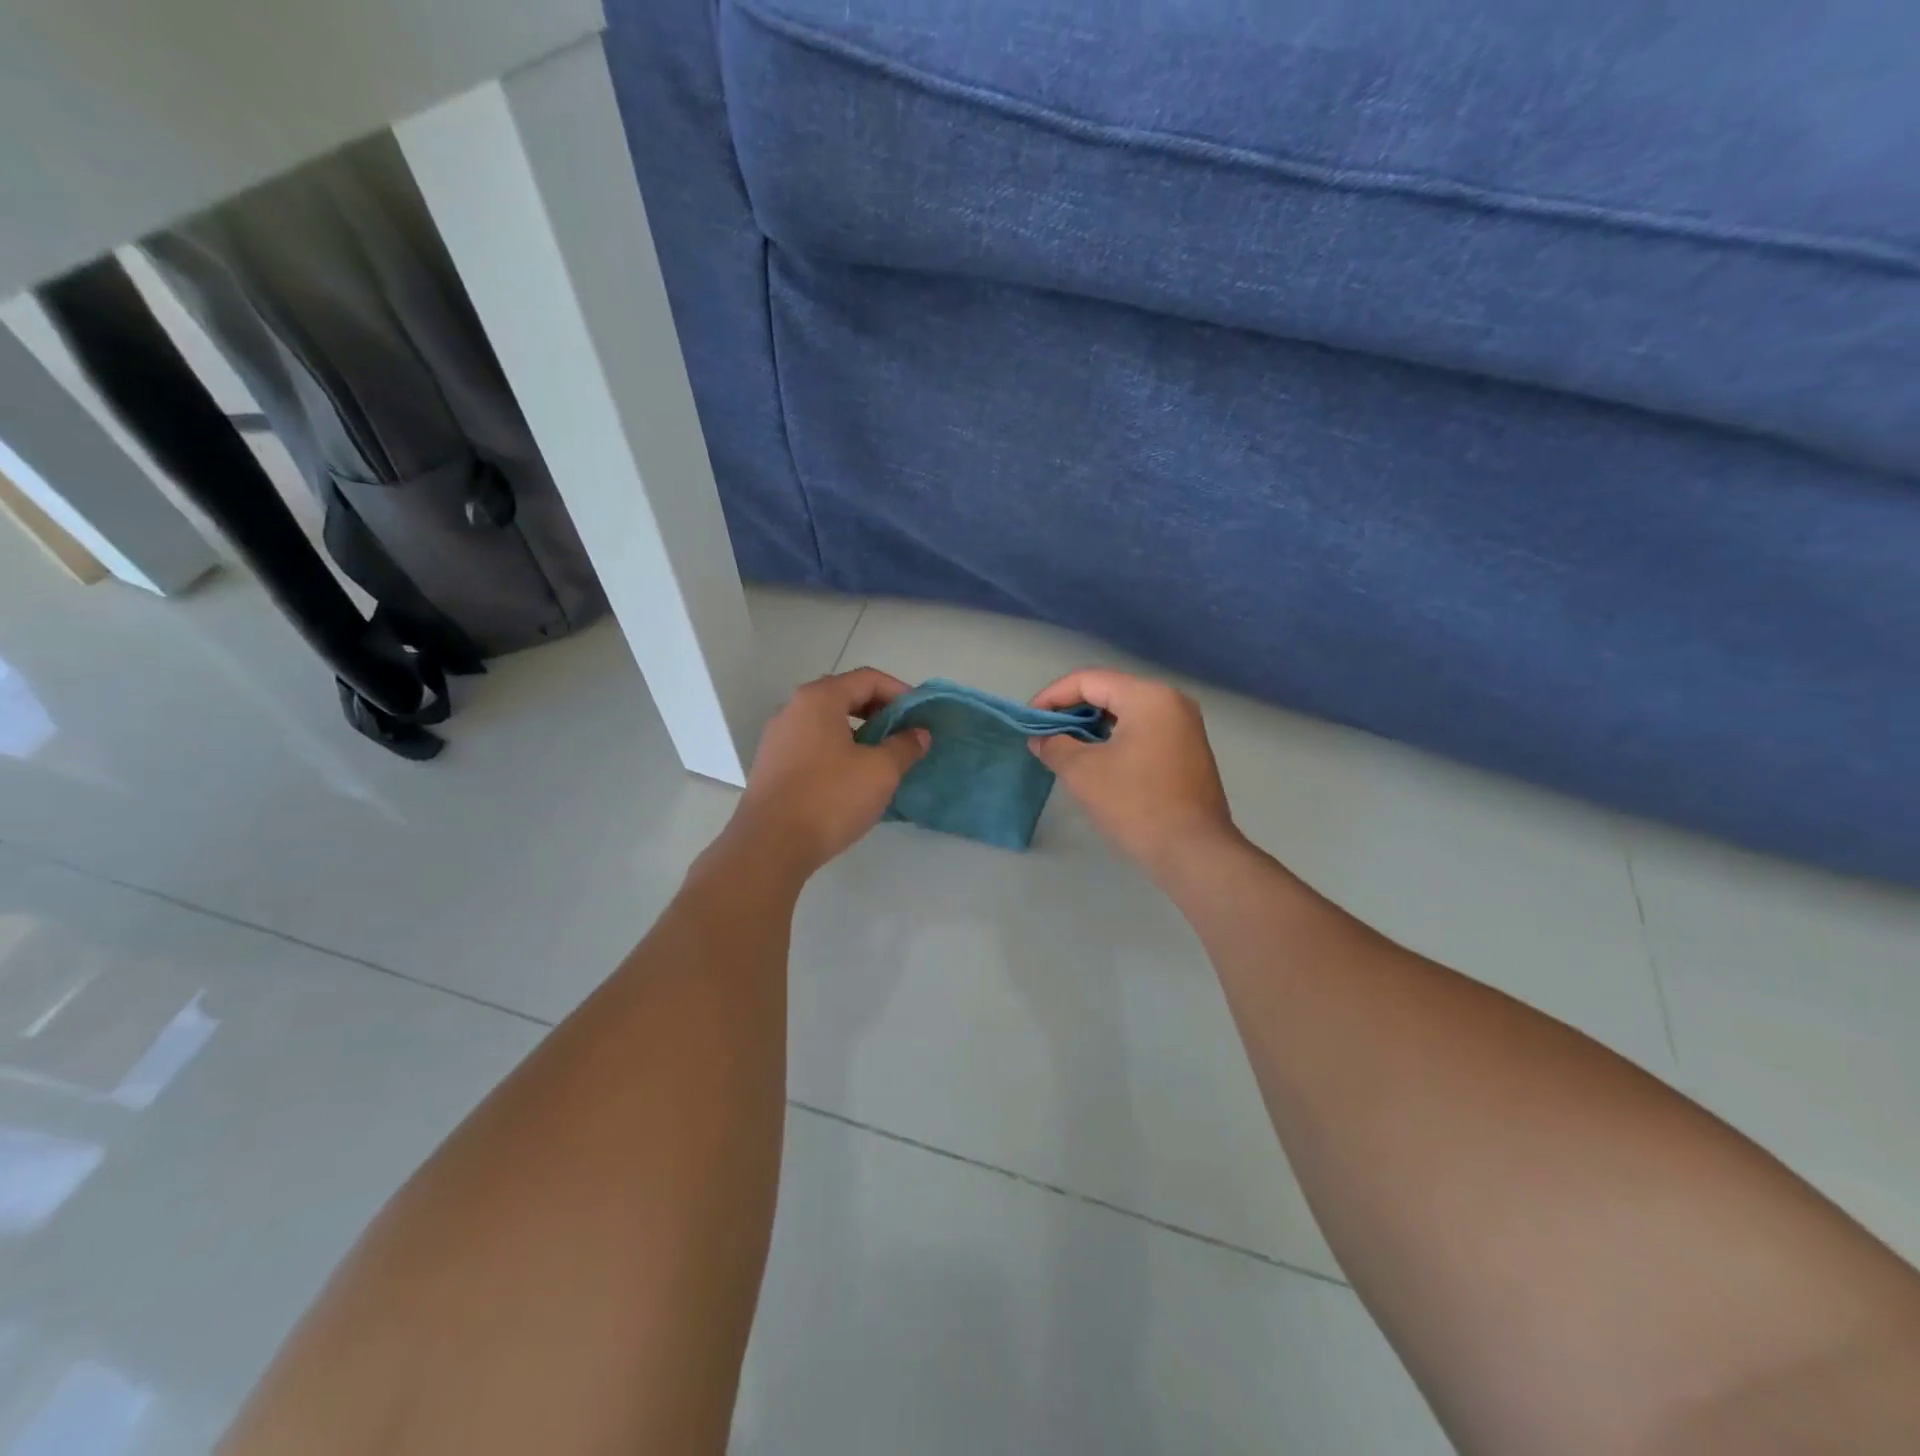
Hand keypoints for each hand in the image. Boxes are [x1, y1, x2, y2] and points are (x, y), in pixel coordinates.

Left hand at [723, 667, 929, 878]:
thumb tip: (919, 734)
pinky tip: (854, 779)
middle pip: (845, 696)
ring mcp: (778, 738)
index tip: (921, 716)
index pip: (867, 679)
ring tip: (884, 758)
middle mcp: (793, 709)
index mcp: (819, 699)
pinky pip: (813, 746)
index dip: (900, 693)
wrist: (770, 846)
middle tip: (905, 735)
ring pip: (828, 723)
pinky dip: (838, 751)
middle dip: (880, 712)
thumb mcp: (880, 771)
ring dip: (859, 734)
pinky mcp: (772, 766)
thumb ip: (904, 746)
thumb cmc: (830, 798)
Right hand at [1029, 669, 1241, 880]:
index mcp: (1148, 697)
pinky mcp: (1187, 750)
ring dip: (1092, 726)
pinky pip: (1142, 730)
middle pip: (1109, 692)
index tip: (1029, 720)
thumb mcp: (1083, 772)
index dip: (1052, 697)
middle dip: (1071, 711)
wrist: (1194, 851)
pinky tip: (1095, 760)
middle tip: (1043, 734)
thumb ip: (1055, 746)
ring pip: (1126, 712)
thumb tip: (1041, 738)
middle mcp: (1171, 701)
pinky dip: (1114, 738)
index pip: (1089, 681)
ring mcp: (1184, 726)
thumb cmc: (1136, 804)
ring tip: (1064, 748)